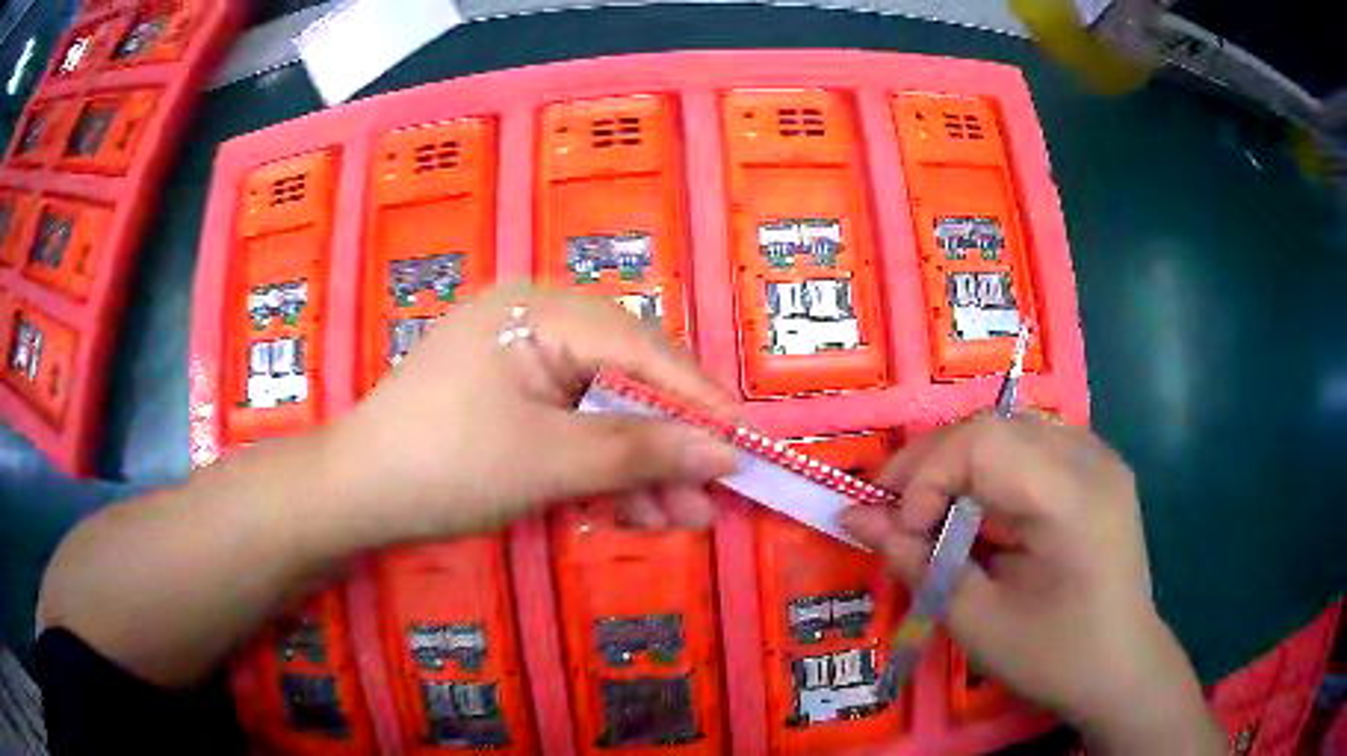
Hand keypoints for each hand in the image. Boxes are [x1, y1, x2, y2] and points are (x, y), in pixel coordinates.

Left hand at [319, 282, 738, 546]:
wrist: (356, 497)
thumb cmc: (446, 466)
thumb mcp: (550, 461)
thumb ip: (642, 452)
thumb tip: (728, 452)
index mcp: (541, 311)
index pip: (644, 350)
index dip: (699, 400)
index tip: (746, 444)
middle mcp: (537, 321)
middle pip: (628, 380)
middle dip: (670, 445)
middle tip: (710, 497)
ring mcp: (521, 361)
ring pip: (603, 410)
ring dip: (640, 467)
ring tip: (679, 519)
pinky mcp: (511, 398)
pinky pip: (572, 425)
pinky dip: (601, 468)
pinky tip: (632, 509)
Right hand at [841, 414, 1222, 752]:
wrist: (1122, 665)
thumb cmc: (1052, 656)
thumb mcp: (976, 621)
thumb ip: (915, 561)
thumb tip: (853, 518)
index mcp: (1071, 497)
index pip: (982, 442)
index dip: (925, 476)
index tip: (900, 530)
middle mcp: (1090, 456)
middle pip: (992, 424)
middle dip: (932, 464)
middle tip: (897, 513)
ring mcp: (1099, 454)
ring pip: (1008, 426)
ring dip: (958, 462)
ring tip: (933, 510)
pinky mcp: (1098, 464)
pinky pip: (1030, 442)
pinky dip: (990, 466)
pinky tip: (982, 506)